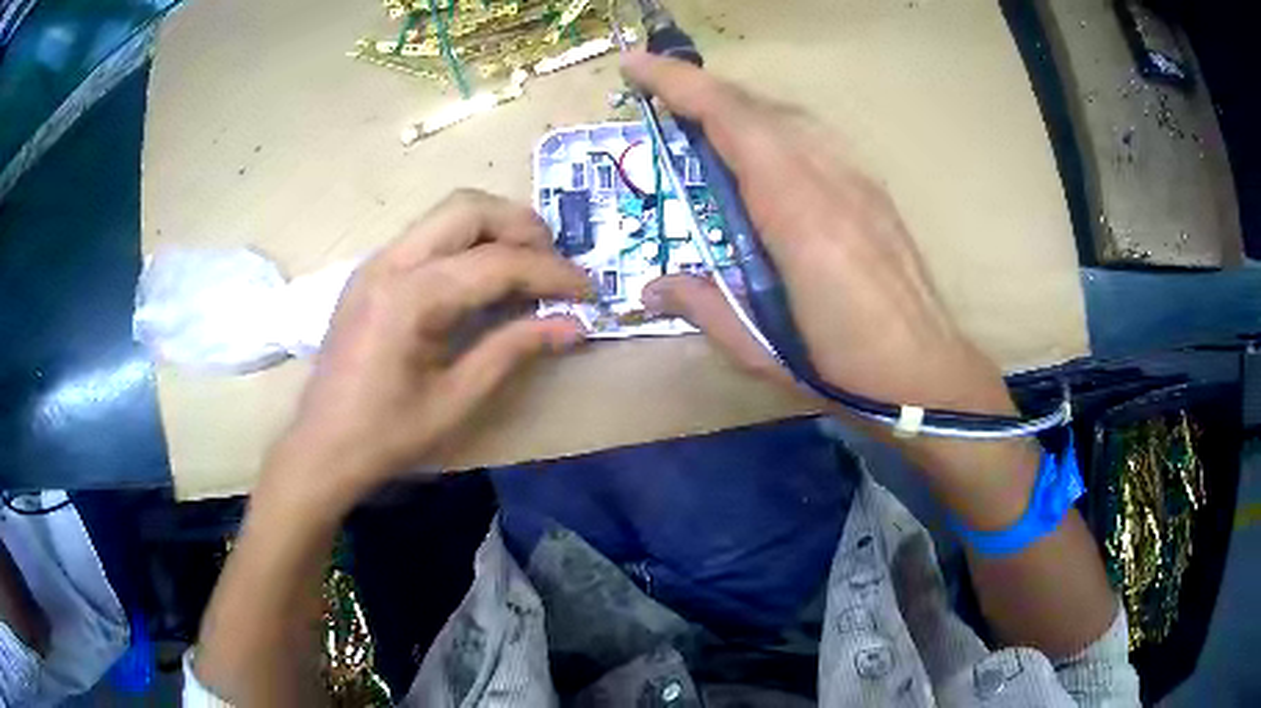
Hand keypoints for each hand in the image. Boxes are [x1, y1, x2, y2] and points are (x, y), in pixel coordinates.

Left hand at [265, 190, 591, 507]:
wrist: (321, 447)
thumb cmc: (387, 435)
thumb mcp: (457, 400)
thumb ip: (514, 351)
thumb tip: (574, 326)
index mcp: (410, 298)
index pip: (496, 263)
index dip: (551, 273)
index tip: (589, 290)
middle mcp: (390, 262)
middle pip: (468, 208)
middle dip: (522, 227)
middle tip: (555, 263)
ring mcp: (376, 262)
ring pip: (446, 213)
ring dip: (494, 226)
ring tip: (527, 263)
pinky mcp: (371, 272)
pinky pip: (428, 234)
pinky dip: (466, 240)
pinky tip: (482, 274)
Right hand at [626, 52, 1012, 417]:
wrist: (927, 376)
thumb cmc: (844, 371)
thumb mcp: (761, 351)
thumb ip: (704, 307)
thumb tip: (651, 287)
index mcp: (798, 216)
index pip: (734, 125)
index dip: (681, 86)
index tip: (636, 64)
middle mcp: (829, 181)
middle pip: (760, 109)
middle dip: (702, 90)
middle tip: (658, 95)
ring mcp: (858, 180)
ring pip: (790, 117)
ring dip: (739, 105)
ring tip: (702, 118)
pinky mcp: (873, 190)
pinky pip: (815, 137)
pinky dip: (775, 126)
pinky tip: (764, 149)